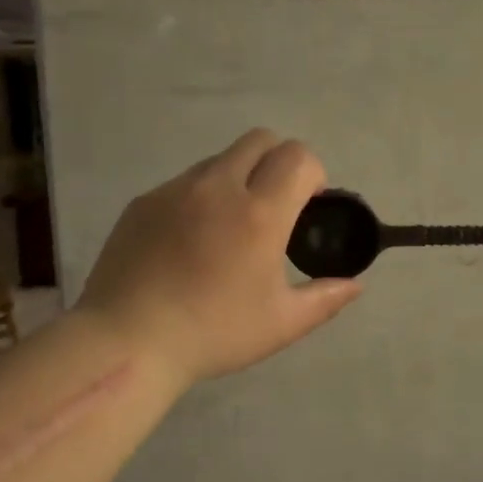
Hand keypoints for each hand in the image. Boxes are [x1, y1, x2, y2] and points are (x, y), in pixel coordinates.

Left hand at [79, 130, 362, 384]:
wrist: (127, 341)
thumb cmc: (213, 333)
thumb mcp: (281, 324)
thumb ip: (325, 298)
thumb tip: (355, 285)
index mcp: (259, 213)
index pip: (298, 156)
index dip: (313, 174)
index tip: (308, 207)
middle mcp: (218, 187)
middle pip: (260, 139)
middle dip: (279, 161)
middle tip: (275, 207)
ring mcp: (175, 190)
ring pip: (220, 159)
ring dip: (239, 178)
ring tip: (229, 228)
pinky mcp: (143, 202)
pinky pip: (184, 183)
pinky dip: (200, 198)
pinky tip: (189, 243)